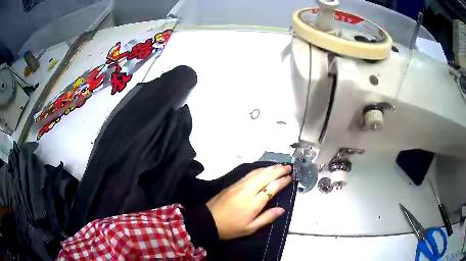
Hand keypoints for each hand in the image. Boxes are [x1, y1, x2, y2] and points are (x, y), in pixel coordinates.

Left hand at [206, 165, 291, 239]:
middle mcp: (248, 190)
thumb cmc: (230, 228)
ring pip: (257, 172)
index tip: (290, 178)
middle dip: (279, 170)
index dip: (282, 181)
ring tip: (280, 166)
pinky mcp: (233, 184)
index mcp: (254, 202)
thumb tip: (282, 209)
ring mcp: (239, 185)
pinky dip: (259, 169)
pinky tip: (263, 169)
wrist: (207, 221)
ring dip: (270, 168)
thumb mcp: (250, 228)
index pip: (272, 187)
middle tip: (289, 167)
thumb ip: (267, 218)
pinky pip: (249, 173)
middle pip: (266, 176)